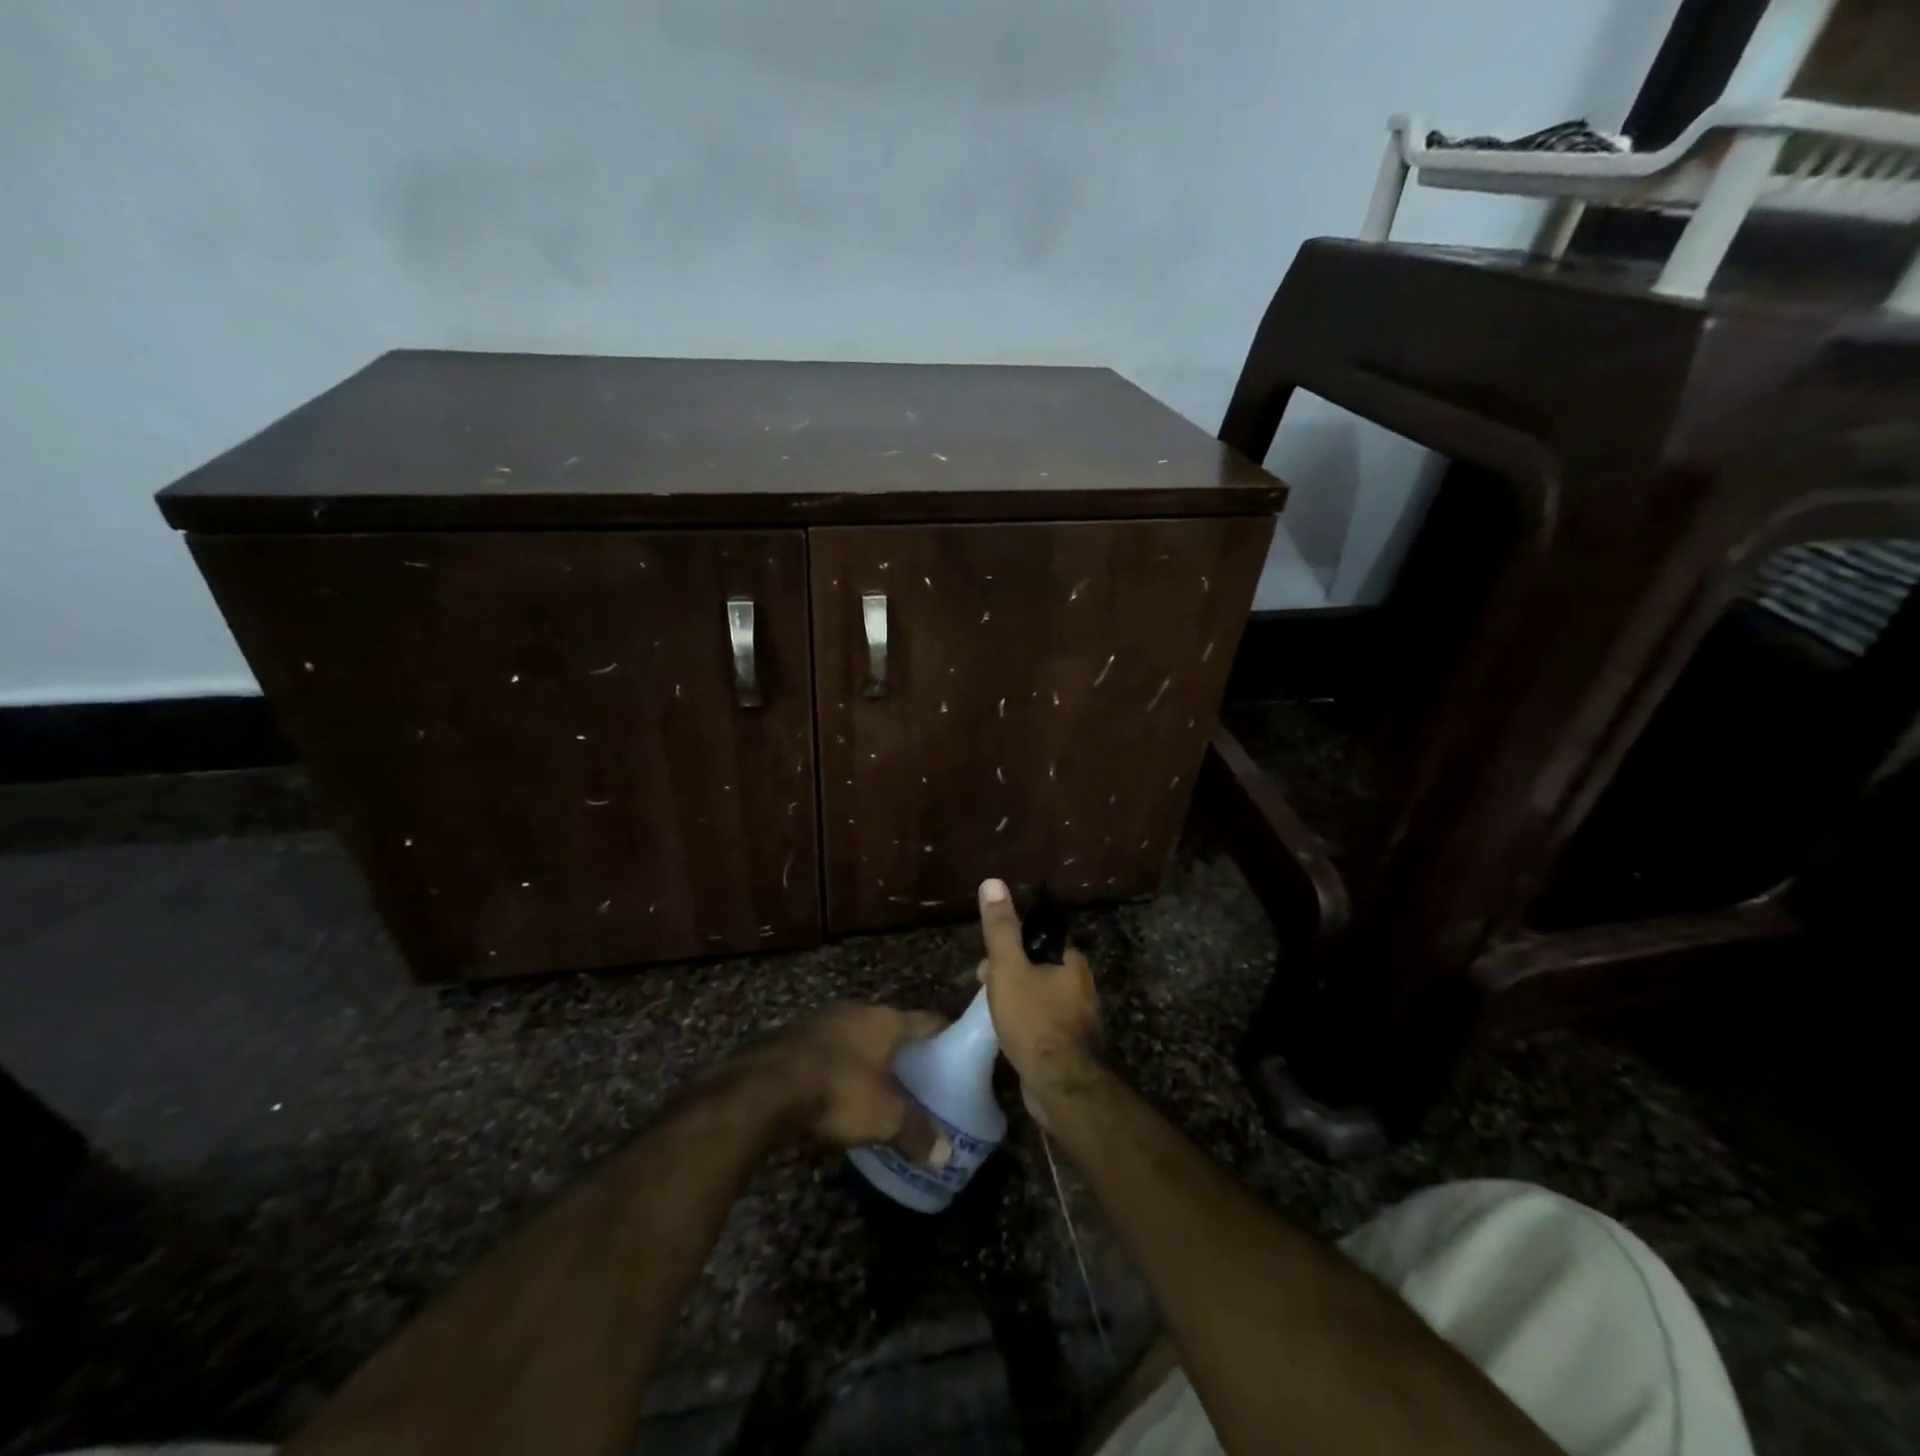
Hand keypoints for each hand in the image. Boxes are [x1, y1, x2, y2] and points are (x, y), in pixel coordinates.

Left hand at [743, 1004, 951, 1165]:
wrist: (764, 1088)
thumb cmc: (838, 1092)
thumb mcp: (884, 1118)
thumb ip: (916, 1132)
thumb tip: (945, 1155)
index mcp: (885, 1020)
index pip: (926, 1020)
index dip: (944, 1033)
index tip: (957, 1049)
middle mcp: (856, 1011)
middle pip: (889, 1026)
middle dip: (903, 1048)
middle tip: (920, 1074)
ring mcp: (821, 1021)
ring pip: (855, 1036)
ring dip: (866, 1056)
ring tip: (879, 1085)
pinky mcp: (793, 1038)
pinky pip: (828, 1050)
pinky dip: (838, 1065)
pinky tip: (837, 1090)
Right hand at [975, 878, 1101, 1121]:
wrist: (1062, 1087)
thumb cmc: (1034, 1021)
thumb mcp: (1009, 969)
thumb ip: (1001, 928)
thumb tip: (992, 881)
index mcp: (1070, 960)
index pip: (1037, 939)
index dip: (1009, 946)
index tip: (986, 962)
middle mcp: (1081, 983)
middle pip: (1037, 967)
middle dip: (1009, 974)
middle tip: (984, 989)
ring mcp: (1079, 1016)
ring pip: (1040, 995)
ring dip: (1015, 999)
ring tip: (991, 1014)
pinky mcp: (1072, 1044)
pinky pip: (1044, 1022)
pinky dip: (1026, 1023)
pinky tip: (1010, 1037)